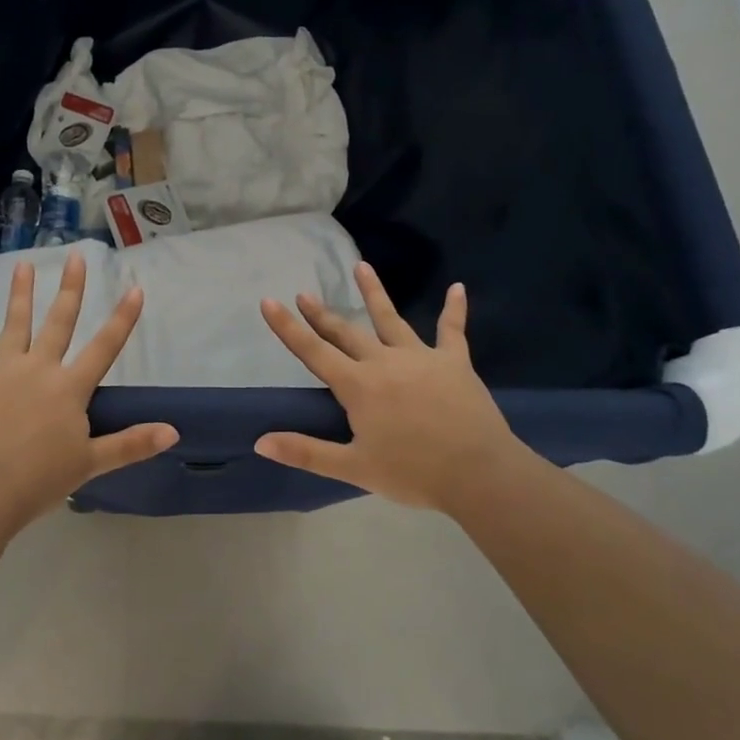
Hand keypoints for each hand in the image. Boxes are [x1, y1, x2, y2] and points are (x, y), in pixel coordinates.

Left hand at [0, 253, 177, 531]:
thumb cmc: (39, 480)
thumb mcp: (91, 463)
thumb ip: (132, 444)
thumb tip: (174, 432)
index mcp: (69, 388)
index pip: (104, 347)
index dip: (122, 318)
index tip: (135, 288)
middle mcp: (39, 368)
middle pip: (59, 322)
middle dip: (70, 288)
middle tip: (75, 257)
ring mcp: (2, 370)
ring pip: (15, 324)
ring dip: (20, 293)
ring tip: (23, 264)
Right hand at [257, 264, 527, 513]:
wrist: (478, 473)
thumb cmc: (413, 473)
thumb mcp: (354, 468)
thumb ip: (305, 452)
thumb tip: (261, 442)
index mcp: (358, 386)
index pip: (313, 351)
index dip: (288, 327)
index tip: (269, 301)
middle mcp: (384, 362)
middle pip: (346, 332)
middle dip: (322, 313)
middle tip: (304, 293)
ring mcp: (420, 357)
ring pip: (391, 319)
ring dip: (374, 292)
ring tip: (361, 266)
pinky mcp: (454, 361)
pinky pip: (452, 330)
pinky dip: (454, 309)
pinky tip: (458, 288)